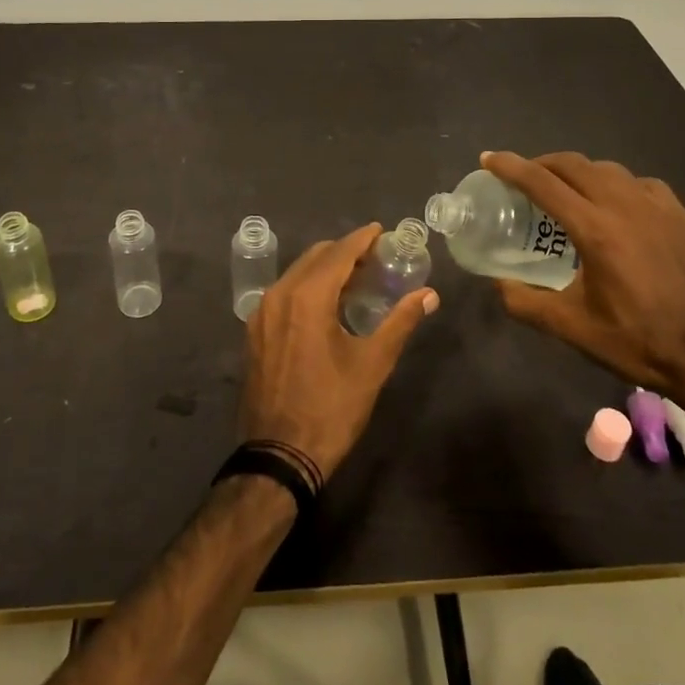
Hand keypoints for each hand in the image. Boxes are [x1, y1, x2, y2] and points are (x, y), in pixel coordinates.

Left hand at [238, 223, 437, 482]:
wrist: (279, 454)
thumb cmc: (331, 408)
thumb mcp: (372, 364)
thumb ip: (400, 322)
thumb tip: (429, 295)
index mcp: (306, 297)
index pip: (338, 253)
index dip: (362, 239)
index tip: (381, 231)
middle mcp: (279, 294)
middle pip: (315, 257)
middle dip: (344, 252)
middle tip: (375, 257)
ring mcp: (261, 313)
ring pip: (296, 274)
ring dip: (325, 269)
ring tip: (355, 279)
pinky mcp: (255, 331)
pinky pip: (284, 293)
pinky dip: (306, 287)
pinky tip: (326, 303)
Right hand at [482, 151, 684, 413]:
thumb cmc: (639, 343)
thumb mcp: (572, 328)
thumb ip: (525, 302)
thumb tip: (498, 284)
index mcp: (596, 231)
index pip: (543, 183)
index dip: (510, 167)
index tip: (489, 159)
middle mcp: (626, 207)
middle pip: (574, 164)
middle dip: (541, 163)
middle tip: (522, 177)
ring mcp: (660, 208)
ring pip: (608, 170)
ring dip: (578, 171)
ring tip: (565, 190)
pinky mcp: (683, 218)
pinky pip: (640, 184)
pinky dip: (615, 184)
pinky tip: (614, 205)